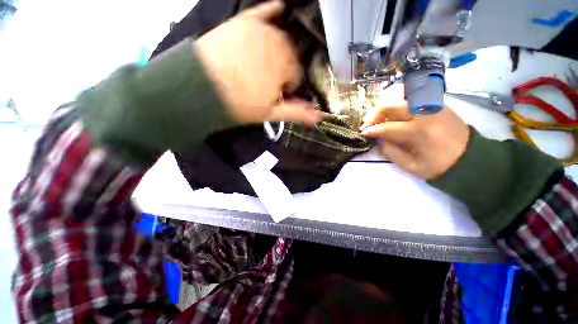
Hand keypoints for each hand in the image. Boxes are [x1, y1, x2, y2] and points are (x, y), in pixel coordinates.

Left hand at [195, 0, 320, 124]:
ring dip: (277, 52)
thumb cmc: (239, 104)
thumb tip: (319, 117)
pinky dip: (271, 10)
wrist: (200, 87)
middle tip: (268, 82)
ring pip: (279, 39)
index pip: (296, 76)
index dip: (288, 87)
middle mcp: (278, 45)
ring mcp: (260, 30)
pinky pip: (262, 11)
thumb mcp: (270, 113)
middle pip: (289, 57)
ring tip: (263, 65)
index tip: (277, 95)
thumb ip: (296, 113)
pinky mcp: (243, 22)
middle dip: (283, 70)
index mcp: (284, 69)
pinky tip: (278, 8)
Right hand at [361, 91, 469, 179]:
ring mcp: (432, 106)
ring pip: (400, 100)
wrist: (470, 158)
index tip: (364, 133)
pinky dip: (399, 108)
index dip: (372, 130)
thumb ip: (390, 151)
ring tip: (381, 121)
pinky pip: (411, 101)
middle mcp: (425, 114)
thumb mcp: (410, 166)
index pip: (387, 127)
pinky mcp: (437, 104)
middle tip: (370, 124)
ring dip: (386, 110)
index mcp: (419, 133)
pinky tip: (396, 117)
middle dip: (375, 115)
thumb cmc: (438, 166)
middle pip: (392, 106)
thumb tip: (378, 139)